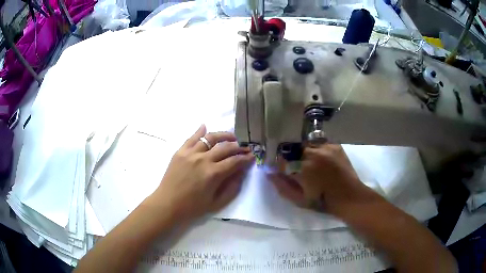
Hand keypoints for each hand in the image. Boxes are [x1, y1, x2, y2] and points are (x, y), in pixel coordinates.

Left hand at [149, 125, 253, 223]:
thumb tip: (241, 173)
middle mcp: (203, 159)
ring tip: (231, 136)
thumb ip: (232, 188)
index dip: (246, 158)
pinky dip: (200, 131)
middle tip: (245, 147)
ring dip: (223, 135)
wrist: (168, 204)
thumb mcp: (216, 203)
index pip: (235, 161)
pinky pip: (192, 138)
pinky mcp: (180, 152)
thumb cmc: (192, 207)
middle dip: (239, 146)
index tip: (252, 155)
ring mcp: (191, 153)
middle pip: (225, 147)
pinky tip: (205, 127)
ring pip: (210, 138)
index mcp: (213, 174)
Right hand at [269, 144, 372, 214]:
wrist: (349, 196)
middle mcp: (312, 153)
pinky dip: (318, 151)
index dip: (281, 166)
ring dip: (306, 154)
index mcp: (302, 167)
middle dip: (294, 159)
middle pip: (294, 150)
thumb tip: (269, 173)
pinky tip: (323, 162)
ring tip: (313, 166)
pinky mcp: (335, 146)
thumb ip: (282, 186)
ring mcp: (325, 147)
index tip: (283, 171)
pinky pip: (320, 144)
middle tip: (301, 171)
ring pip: (307, 146)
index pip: (282, 160)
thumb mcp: (299, 199)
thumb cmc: (322, 201)